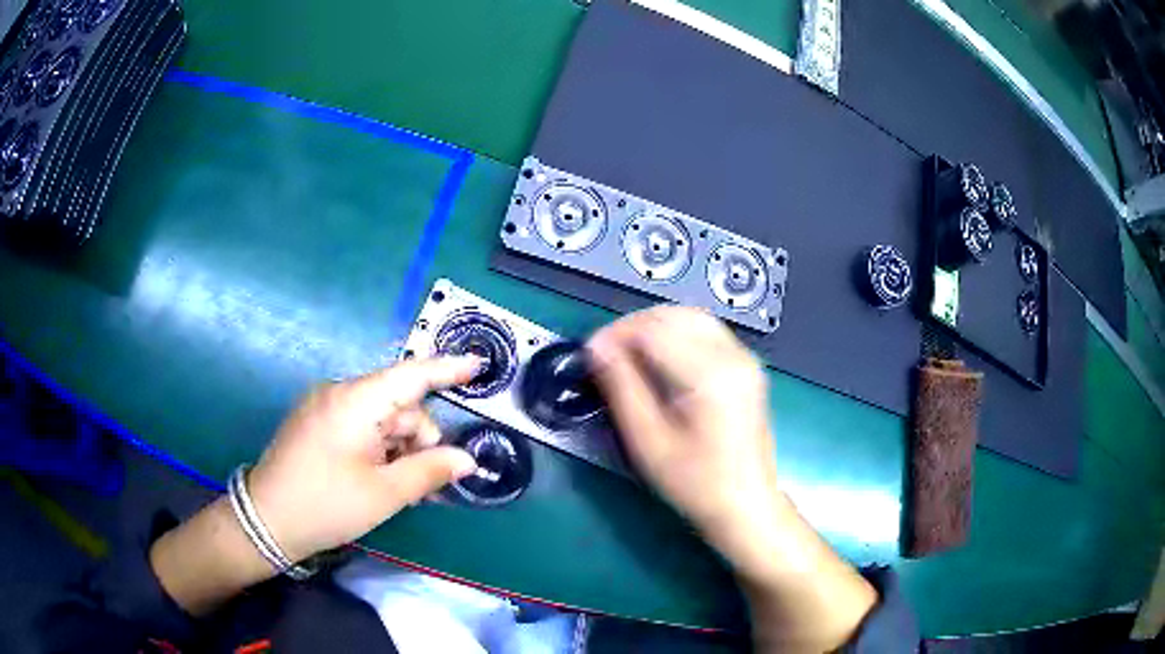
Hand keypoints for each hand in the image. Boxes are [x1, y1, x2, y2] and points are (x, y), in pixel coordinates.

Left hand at [245, 356, 480, 561]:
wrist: (267, 520)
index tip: (478, 365)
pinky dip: (379, 448)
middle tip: (425, 483)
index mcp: (355, 401)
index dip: (447, 370)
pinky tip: (379, 478)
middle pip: (398, 405)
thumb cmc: (326, 504)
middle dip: (418, 439)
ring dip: (399, 449)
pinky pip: (361, 426)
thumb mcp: (385, 493)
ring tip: (398, 489)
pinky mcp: (316, 423)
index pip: (411, 375)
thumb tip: (468, 460)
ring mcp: (324, 407)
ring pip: (381, 418)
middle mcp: (339, 393)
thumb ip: (430, 470)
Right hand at [587, 306, 782, 574]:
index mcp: (711, 375)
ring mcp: (744, 358)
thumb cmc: (695, 483)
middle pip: (674, 315)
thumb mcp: (648, 441)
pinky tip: (659, 361)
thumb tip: (596, 347)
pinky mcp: (746, 366)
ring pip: (691, 317)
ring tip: (628, 356)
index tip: (590, 355)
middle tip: (606, 355)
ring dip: (654, 327)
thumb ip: (621, 388)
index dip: (615, 334)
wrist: (746, 504)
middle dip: (633, 326)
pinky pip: (706, 332)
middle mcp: (733, 355)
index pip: (654, 329)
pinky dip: (676, 335)